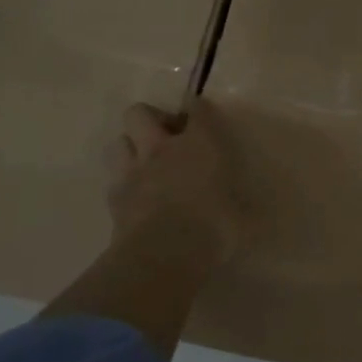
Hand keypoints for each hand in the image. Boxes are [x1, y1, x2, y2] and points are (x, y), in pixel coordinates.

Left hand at [107, 100, 246, 263]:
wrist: (164, 254)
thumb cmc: (215, 227)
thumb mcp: (242, 216)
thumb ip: (239, 204)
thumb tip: (249, 212)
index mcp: (199, 144)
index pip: (196, 109)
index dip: (197, 106)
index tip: (200, 110)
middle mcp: (162, 149)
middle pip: (139, 113)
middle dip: (151, 120)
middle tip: (167, 139)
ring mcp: (132, 172)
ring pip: (119, 142)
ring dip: (131, 148)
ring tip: (146, 165)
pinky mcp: (113, 200)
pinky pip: (114, 180)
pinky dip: (125, 184)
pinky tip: (137, 198)